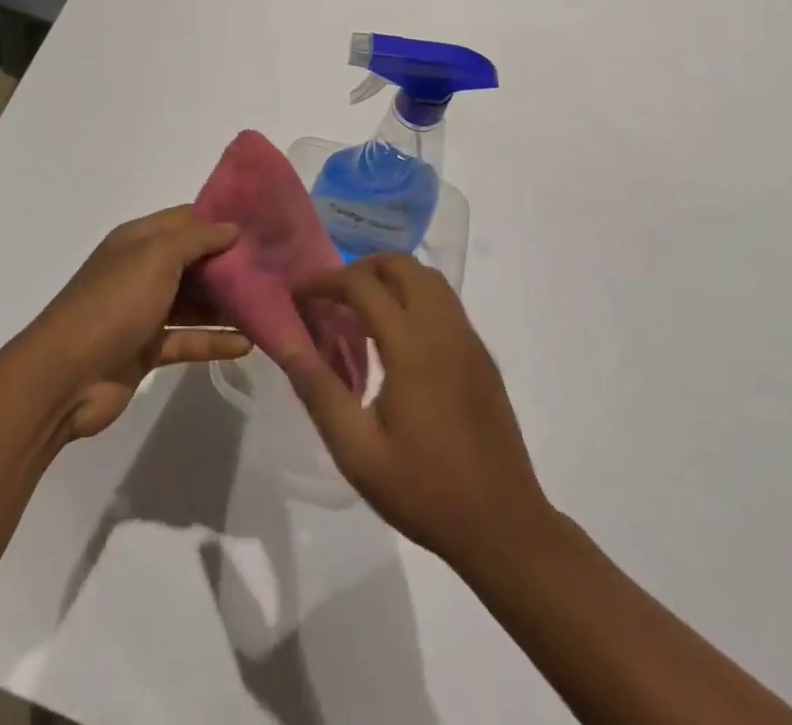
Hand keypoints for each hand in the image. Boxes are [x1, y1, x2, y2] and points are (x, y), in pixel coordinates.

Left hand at [23, 206, 252, 440]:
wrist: (65, 376)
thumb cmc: (113, 303)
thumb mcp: (155, 257)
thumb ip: (196, 239)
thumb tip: (232, 226)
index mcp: (138, 240)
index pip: (186, 219)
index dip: (220, 220)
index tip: (262, 225)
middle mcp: (141, 270)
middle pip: (194, 261)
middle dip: (230, 264)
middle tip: (276, 269)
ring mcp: (143, 311)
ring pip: (194, 302)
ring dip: (227, 305)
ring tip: (270, 306)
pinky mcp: (147, 349)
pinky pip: (188, 340)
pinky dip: (214, 341)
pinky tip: (248, 344)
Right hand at [284, 253, 548, 567]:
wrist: (505, 528)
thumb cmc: (425, 491)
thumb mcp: (358, 451)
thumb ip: (319, 390)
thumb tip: (285, 342)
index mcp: (412, 347)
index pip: (361, 285)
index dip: (323, 280)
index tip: (297, 293)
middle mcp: (443, 329)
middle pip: (401, 264)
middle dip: (360, 268)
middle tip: (332, 297)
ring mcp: (469, 339)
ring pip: (428, 278)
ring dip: (391, 279)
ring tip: (361, 312)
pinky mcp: (482, 355)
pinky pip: (445, 302)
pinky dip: (415, 297)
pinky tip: (397, 338)